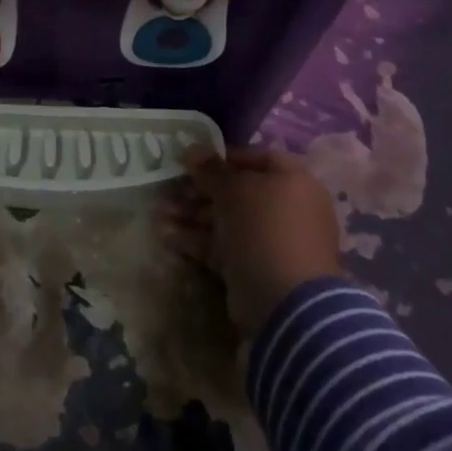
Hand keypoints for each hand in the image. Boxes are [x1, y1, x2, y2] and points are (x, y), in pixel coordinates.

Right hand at [156, 144, 345, 336]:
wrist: (285, 302)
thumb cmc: (264, 229)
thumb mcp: (234, 190)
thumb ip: (210, 169)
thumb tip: (191, 148)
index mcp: (293, 182)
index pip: (256, 158)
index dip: (223, 157)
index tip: (192, 161)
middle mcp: (286, 209)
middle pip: (237, 191)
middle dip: (199, 190)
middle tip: (168, 188)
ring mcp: (270, 241)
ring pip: (226, 220)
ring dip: (191, 214)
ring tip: (158, 213)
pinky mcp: (253, 268)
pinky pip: (222, 247)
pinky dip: (196, 240)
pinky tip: (166, 235)